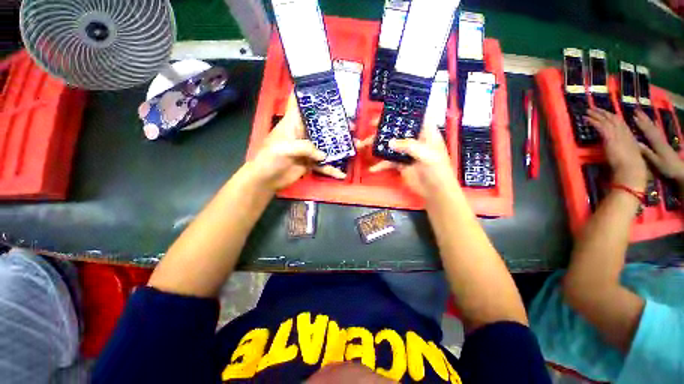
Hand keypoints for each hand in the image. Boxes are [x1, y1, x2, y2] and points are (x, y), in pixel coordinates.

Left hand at [249, 93, 345, 190]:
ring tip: (354, 145)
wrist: (266, 180)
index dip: (311, 95)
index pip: (300, 104)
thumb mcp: (284, 149)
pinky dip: (332, 169)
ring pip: (326, 145)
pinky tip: (342, 174)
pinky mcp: (310, 162)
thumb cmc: (269, 159)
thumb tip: (324, 155)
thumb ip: (305, 148)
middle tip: (351, 125)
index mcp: (293, 123)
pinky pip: (323, 165)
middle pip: (321, 125)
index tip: (327, 91)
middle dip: (335, 124)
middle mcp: (303, 134)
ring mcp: (308, 149)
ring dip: (339, 146)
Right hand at [357, 121, 457, 197]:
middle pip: (398, 131)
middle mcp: (415, 141)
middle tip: (372, 125)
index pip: (416, 117)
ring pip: (390, 146)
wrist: (435, 191)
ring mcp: (407, 153)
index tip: (390, 109)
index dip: (404, 112)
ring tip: (364, 145)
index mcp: (426, 134)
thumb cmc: (438, 170)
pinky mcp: (401, 164)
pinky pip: (388, 162)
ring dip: (378, 146)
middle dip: (385, 128)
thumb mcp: (426, 155)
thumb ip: (409, 146)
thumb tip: (390, 142)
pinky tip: (373, 168)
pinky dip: (380, 165)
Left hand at [585, 108, 647, 190]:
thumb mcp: (628, 153)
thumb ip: (623, 147)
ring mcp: (617, 133)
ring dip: (596, 114)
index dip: (612, 116)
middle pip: (612, 118)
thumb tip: (616, 147)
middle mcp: (624, 131)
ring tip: (587, 111)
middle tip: (594, 108)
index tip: (606, 113)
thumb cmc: (631, 165)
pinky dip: (592, 121)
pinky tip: (586, 119)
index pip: (620, 122)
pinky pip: (599, 126)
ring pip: (605, 120)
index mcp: (630, 135)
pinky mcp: (609, 137)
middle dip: (603, 112)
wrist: (631, 168)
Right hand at [633, 110, 683, 185]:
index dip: (639, 122)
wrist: (679, 172)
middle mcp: (658, 138)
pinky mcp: (662, 143)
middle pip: (650, 126)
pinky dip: (651, 126)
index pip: (646, 130)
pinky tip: (649, 124)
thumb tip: (635, 143)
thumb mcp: (655, 162)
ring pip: (653, 127)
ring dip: (646, 120)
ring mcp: (661, 140)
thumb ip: (646, 152)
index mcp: (655, 142)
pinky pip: (655, 132)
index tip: (631, 115)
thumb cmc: (666, 167)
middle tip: (635, 109)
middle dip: (643, 118)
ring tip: (640, 114)